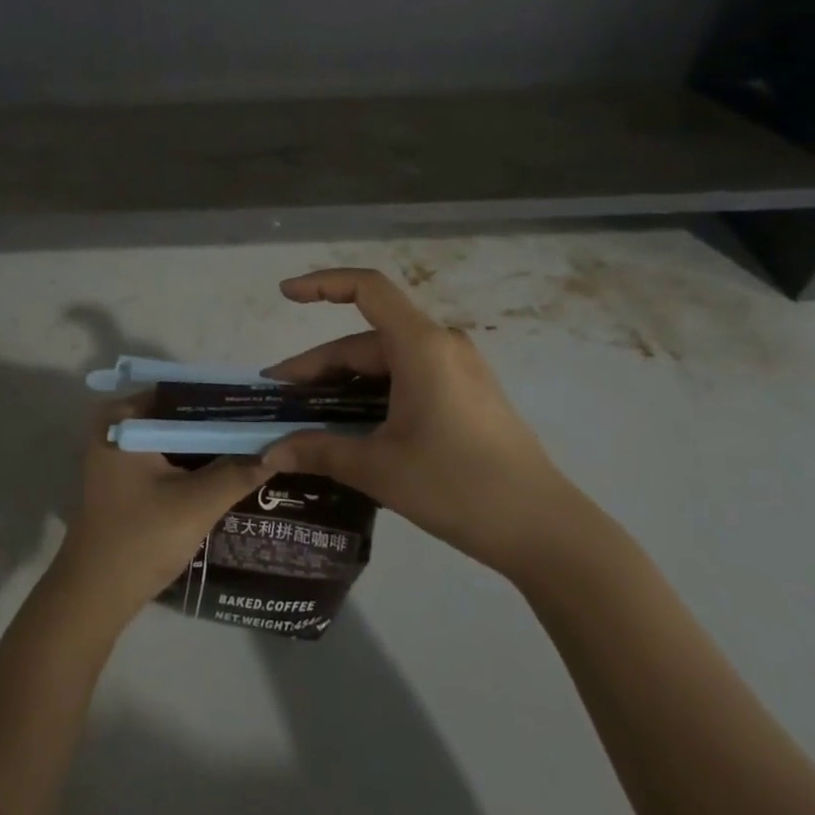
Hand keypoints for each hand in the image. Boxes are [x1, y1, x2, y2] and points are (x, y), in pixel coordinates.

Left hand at [52, 396, 272, 622]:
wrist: (93, 598)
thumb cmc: (141, 540)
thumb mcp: (197, 503)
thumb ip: (238, 471)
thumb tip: (280, 447)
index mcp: (124, 417)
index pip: (184, 392)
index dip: (224, 400)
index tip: (263, 407)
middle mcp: (117, 425)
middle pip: (179, 414)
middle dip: (220, 423)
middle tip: (267, 427)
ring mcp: (118, 452)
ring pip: (174, 437)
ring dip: (209, 444)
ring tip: (258, 445)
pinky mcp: (124, 477)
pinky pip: (166, 456)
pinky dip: (193, 462)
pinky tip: (229, 470)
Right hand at [261, 267, 579, 577]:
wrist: (546, 531)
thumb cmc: (458, 486)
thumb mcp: (379, 468)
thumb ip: (319, 451)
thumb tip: (269, 454)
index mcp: (421, 345)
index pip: (366, 288)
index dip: (321, 283)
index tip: (285, 295)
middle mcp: (441, 345)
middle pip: (366, 340)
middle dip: (319, 367)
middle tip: (280, 399)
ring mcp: (458, 369)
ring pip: (385, 363)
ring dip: (344, 385)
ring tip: (309, 417)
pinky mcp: (467, 394)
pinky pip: (408, 379)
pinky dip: (374, 395)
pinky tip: (354, 428)